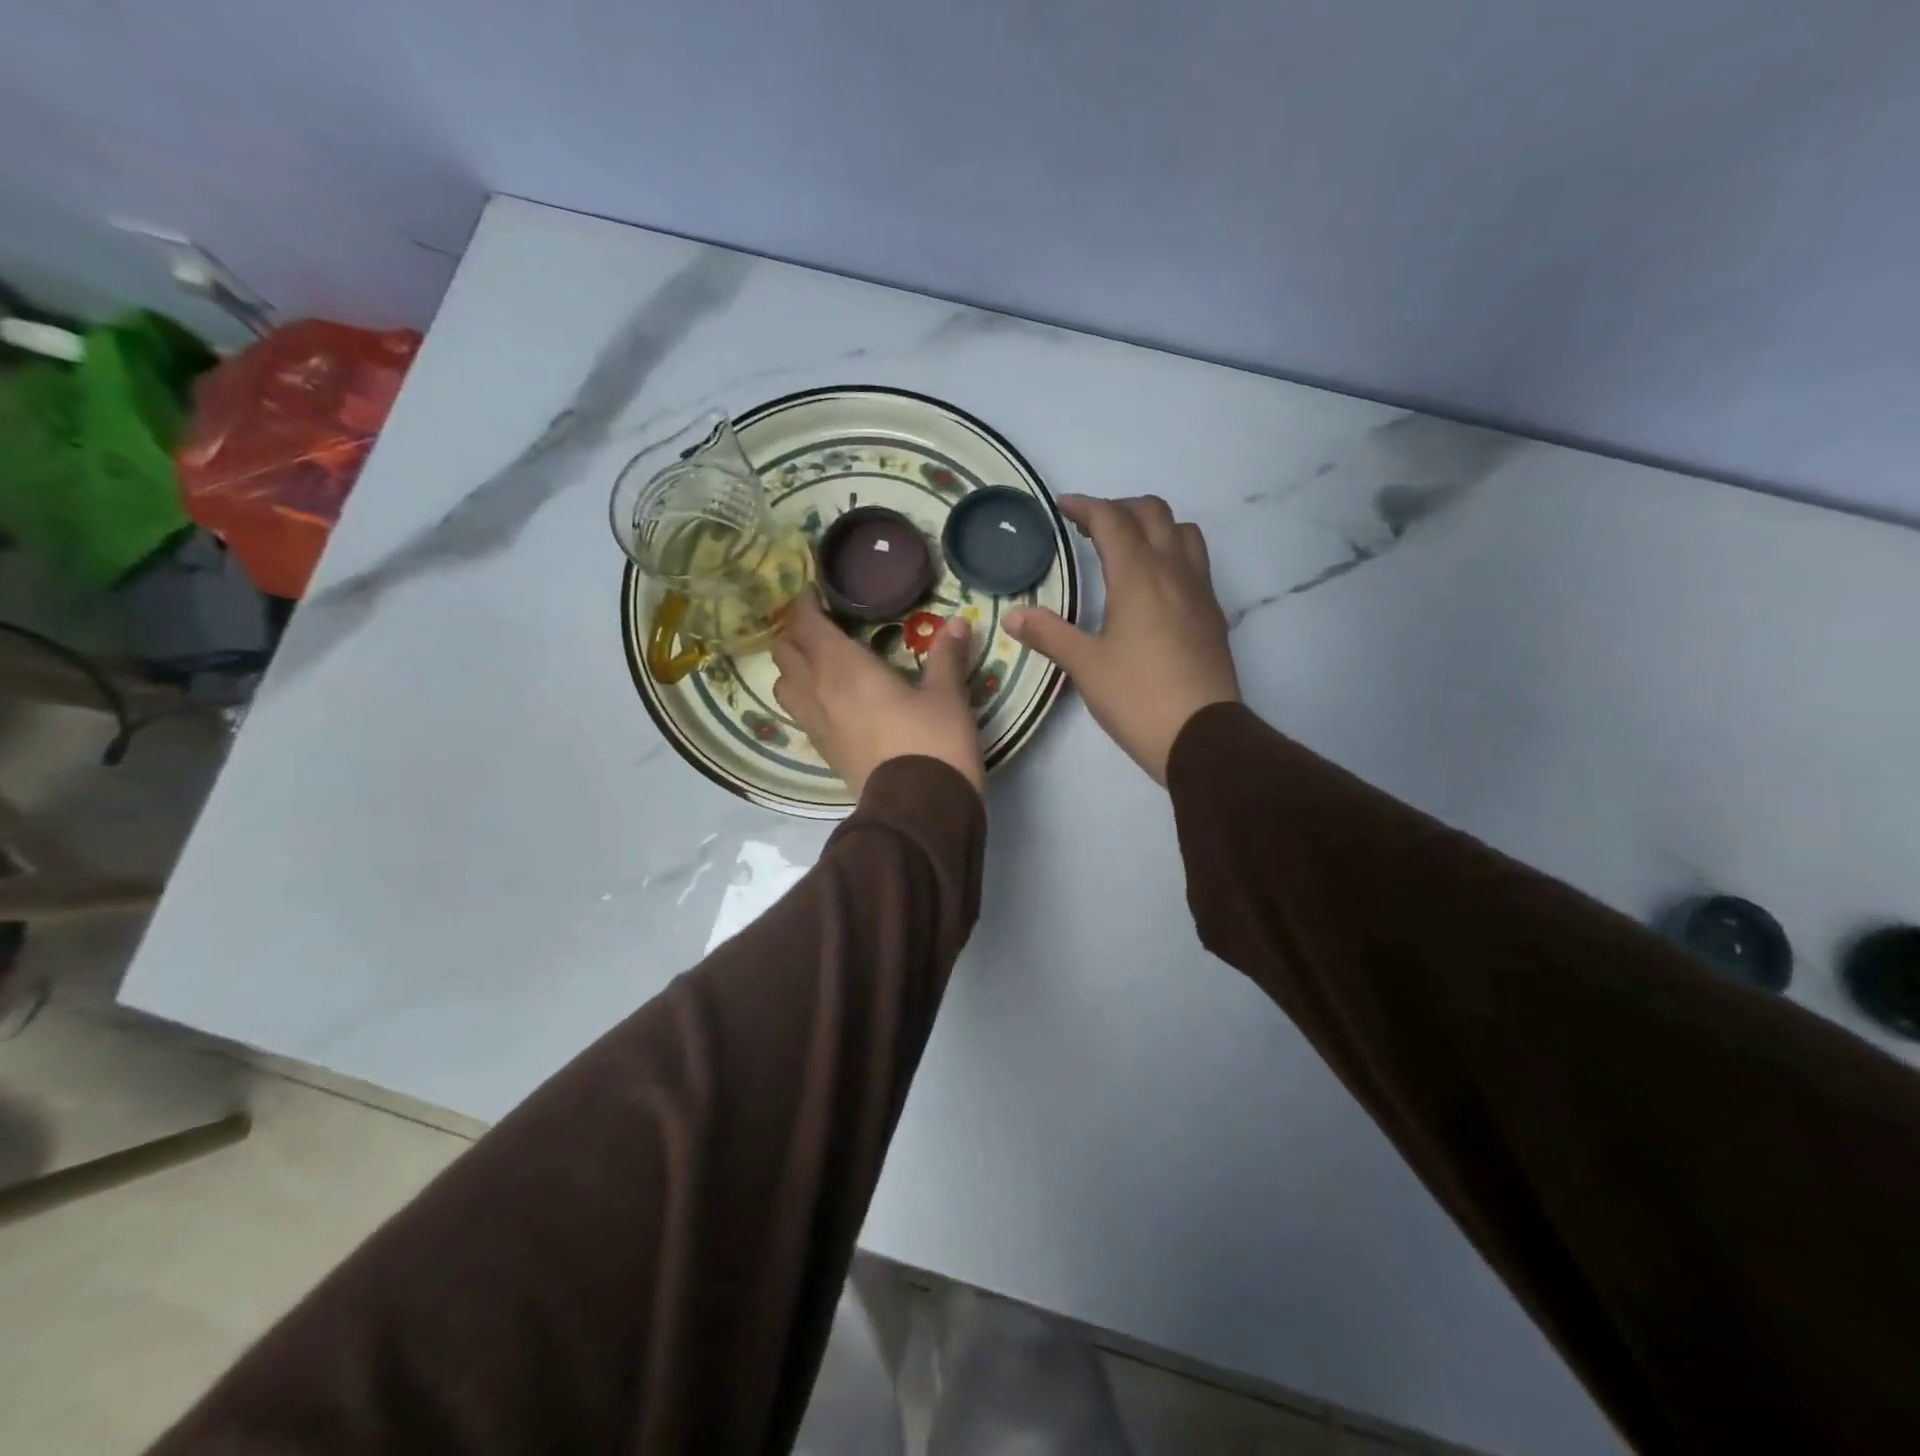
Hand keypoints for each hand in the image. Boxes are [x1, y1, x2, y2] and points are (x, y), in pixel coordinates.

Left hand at [773, 591, 984, 798]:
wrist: (919, 810)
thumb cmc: (933, 742)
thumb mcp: (948, 696)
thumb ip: (947, 657)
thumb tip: (959, 624)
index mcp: (844, 668)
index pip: (805, 624)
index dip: (804, 604)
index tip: (816, 592)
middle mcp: (819, 692)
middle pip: (785, 652)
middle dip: (795, 633)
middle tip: (821, 625)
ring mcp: (816, 726)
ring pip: (783, 685)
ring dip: (794, 668)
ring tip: (819, 662)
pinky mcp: (824, 752)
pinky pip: (799, 714)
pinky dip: (804, 698)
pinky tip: (830, 700)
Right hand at [1007, 495, 1238, 782]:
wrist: (1202, 735)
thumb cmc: (1138, 697)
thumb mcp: (1085, 666)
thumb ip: (1049, 634)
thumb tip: (1013, 616)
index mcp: (1138, 575)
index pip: (1112, 520)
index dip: (1085, 506)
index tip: (1062, 507)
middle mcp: (1174, 570)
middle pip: (1153, 512)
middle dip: (1119, 508)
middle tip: (1090, 527)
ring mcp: (1200, 590)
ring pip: (1183, 532)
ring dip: (1154, 526)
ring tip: (1127, 548)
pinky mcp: (1214, 614)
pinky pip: (1196, 562)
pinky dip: (1173, 553)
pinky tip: (1155, 586)